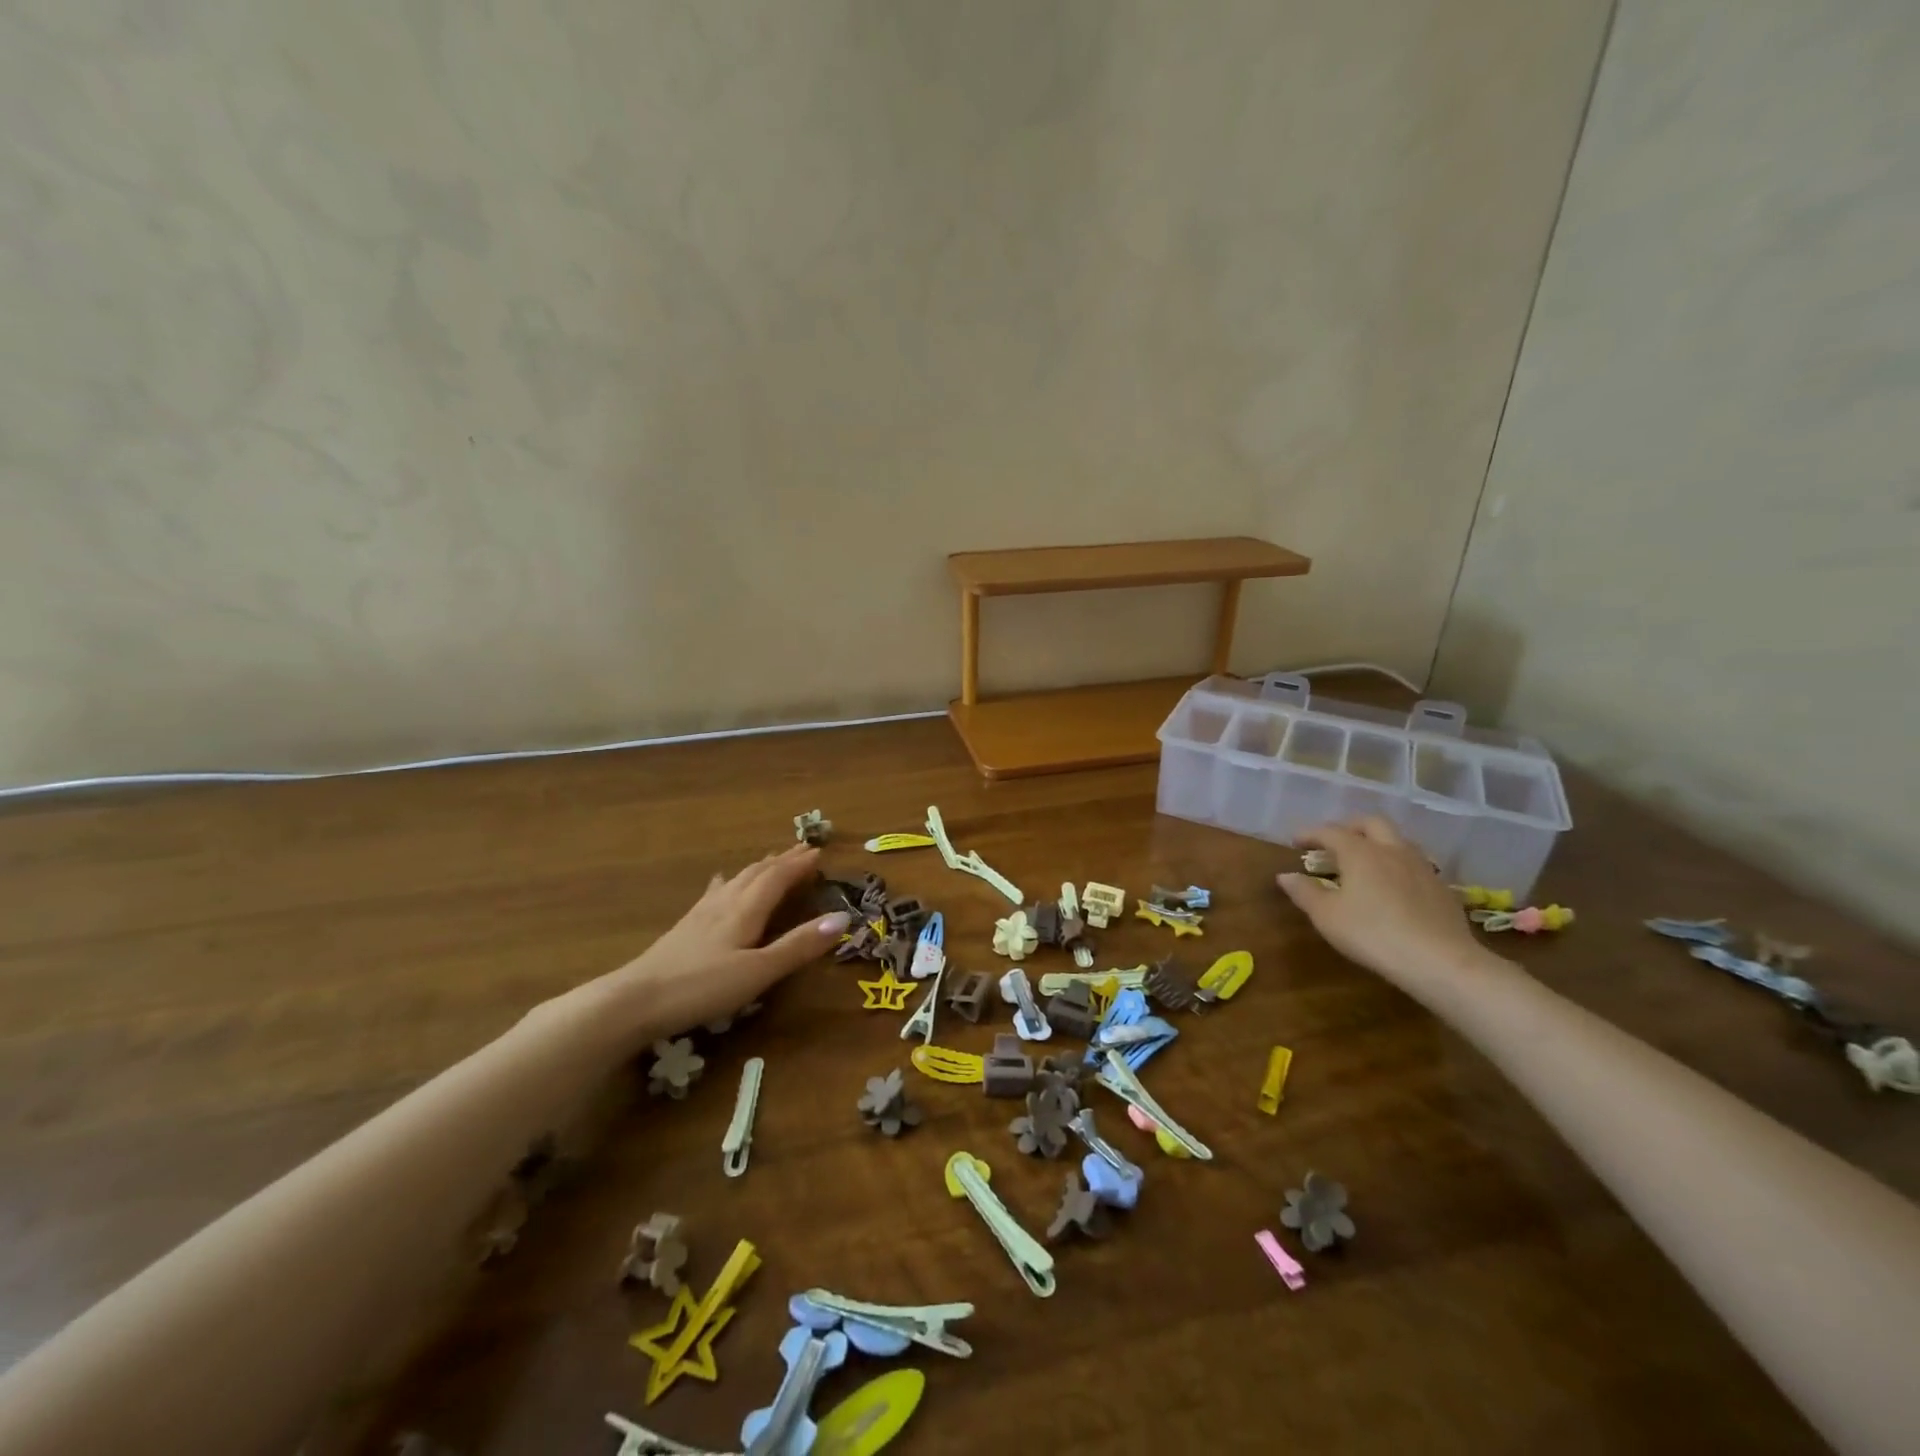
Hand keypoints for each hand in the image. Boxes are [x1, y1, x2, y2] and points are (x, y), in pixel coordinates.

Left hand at [599, 844, 850, 1038]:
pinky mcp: (685, 927)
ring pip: (737, 880)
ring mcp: (702, 914)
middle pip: (758, 872)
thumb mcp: (759, 971)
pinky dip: (728, 882)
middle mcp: (725, 903)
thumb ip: (799, 945)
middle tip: (803, 849)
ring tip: (772, 860)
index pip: (778, 877)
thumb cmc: (702, 987)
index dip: (799, 863)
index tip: (819, 851)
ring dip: (759, 867)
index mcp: (746, 909)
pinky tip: (721, 882)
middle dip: (782, 860)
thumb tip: (843, 917)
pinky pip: (715, 892)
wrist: (634, 1000)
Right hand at [1277, 817, 1485, 989]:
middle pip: (1371, 823)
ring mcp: (1421, 867)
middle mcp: (1392, 850)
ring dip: (1378, 842)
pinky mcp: (1441, 887)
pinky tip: (1394, 887)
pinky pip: (1415, 864)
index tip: (1296, 841)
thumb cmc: (1372, 934)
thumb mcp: (1327, 916)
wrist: (1440, 961)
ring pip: (1398, 840)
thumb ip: (1304, 892)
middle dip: (1349, 826)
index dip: (1310, 833)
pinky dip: (1397, 865)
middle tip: (1335, 842)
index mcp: (1360, 852)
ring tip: (1365, 862)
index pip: (1330, 831)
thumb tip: (1285, 876)